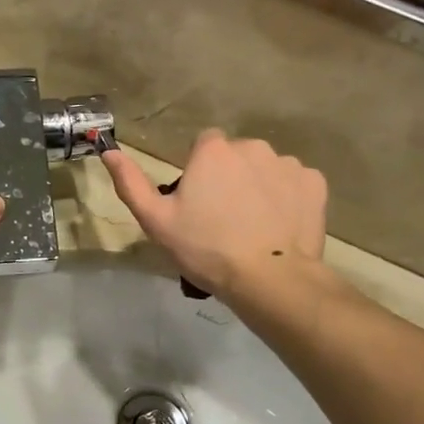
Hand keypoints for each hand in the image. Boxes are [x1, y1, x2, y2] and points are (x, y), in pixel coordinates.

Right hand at [101, 129, 327, 299]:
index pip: (204, 145)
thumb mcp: (156, 221)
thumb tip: (109, 151)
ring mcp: (287, 163)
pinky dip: (286, 198)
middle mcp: (252, 146)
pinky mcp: (314, 184)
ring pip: (265, 169)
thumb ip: (131, 183)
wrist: (268, 278)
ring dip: (258, 187)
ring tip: (253, 226)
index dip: (199, 172)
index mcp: (213, 151)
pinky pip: (294, 184)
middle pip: (236, 156)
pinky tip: (278, 226)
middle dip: (229, 178)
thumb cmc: (206, 249)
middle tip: (223, 219)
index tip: (198, 202)